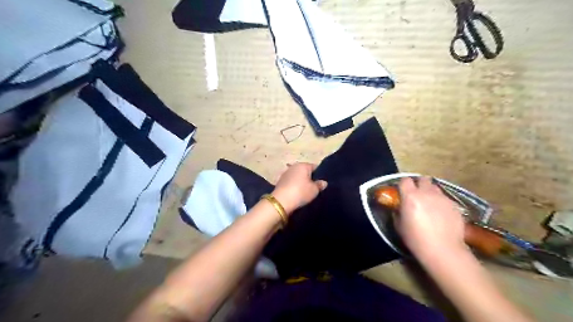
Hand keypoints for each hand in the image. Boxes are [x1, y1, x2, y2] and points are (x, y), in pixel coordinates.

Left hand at [271, 162, 325, 215]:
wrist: (281, 201)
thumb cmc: (300, 192)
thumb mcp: (314, 190)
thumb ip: (320, 185)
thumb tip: (323, 182)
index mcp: (303, 165)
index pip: (315, 167)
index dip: (320, 175)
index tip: (321, 183)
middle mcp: (293, 166)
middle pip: (305, 171)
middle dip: (310, 178)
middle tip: (315, 188)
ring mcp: (285, 173)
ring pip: (297, 177)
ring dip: (301, 182)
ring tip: (306, 192)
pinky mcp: (280, 181)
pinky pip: (291, 182)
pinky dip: (294, 186)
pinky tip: (297, 194)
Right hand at [397, 177, 466, 259]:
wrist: (443, 250)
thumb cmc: (416, 239)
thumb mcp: (399, 225)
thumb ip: (398, 212)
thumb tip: (399, 207)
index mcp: (410, 196)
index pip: (405, 180)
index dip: (403, 184)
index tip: (402, 191)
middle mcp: (426, 193)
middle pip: (423, 179)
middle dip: (419, 184)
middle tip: (417, 194)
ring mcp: (442, 198)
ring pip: (435, 187)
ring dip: (430, 192)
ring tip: (430, 203)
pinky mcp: (455, 205)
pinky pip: (445, 198)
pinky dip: (441, 202)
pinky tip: (441, 214)